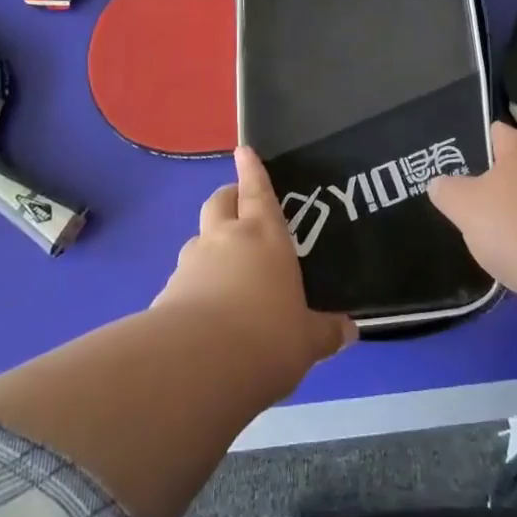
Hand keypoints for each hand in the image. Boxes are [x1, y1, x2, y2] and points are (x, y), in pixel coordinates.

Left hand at [155, 147, 355, 385]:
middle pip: (220, 202)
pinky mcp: (167, 293)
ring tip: (223, 271)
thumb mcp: (307, 341)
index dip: (252, 170)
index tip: (243, 150)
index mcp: (264, 236)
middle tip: (238, 208)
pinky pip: (183, 278)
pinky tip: (203, 315)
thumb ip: (325, 332)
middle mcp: (225, 239)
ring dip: (209, 245)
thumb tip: (350, 331)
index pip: (258, 192)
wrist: (197, 365)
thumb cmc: (267, 337)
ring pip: (198, 239)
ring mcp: (192, 263)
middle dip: (228, 199)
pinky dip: (193, 285)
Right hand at [429, 121, 516, 337]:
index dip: (478, 137)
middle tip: (463, 196)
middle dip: (494, 183)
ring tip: (482, 234)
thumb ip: (448, 192)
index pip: (498, 132)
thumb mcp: (466, 205)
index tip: (457, 150)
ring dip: (513, 219)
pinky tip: (508, 263)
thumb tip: (437, 182)